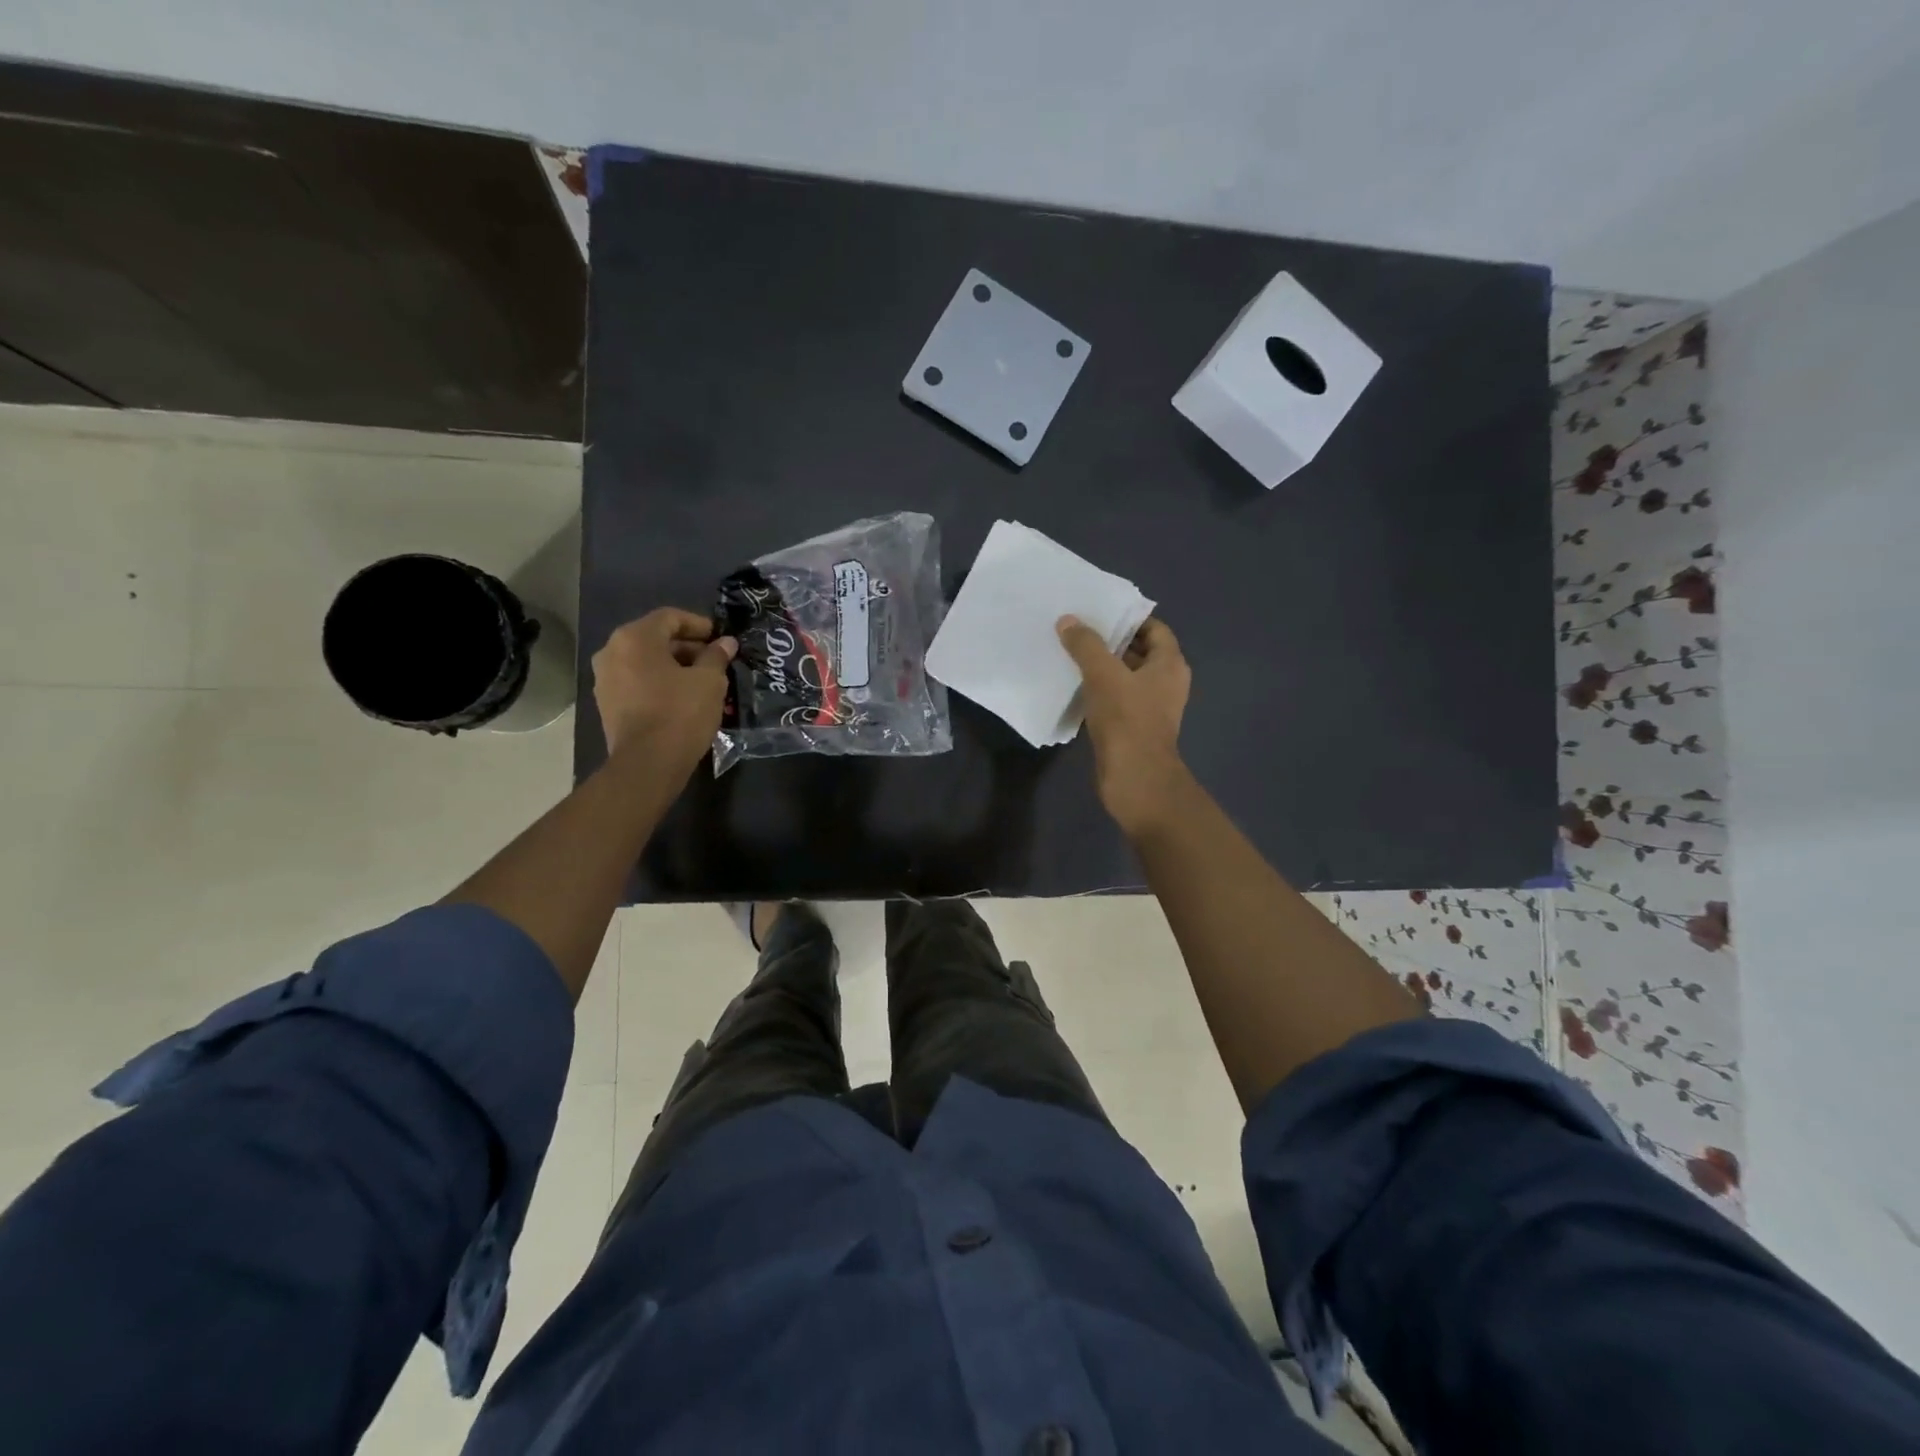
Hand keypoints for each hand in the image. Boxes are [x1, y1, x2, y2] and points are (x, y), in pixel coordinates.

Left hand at [591, 609, 736, 769]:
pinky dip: (660, 684)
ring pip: (646, 662)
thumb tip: (726, 643)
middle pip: (655, 639)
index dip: (699, 625)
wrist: (648, 763)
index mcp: (634, 638)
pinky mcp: (607, 704)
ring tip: (702, 682)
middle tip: (715, 662)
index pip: (670, 617)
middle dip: (688, 648)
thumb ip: (717, 656)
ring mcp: (605, 680)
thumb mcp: (709, 681)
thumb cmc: (680, 713)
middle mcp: (612, 652)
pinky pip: (637, 683)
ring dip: (675, 667)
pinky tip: (683, 699)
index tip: (721, 638)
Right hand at [1057, 615, 1192, 837]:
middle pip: (1138, 652)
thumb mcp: (1103, 674)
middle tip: (1077, 630)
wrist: (1134, 777)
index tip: (1098, 613)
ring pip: (1124, 678)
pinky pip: (1116, 700)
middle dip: (1110, 642)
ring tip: (1070, 655)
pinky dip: (1098, 692)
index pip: (1154, 629)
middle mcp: (1165, 683)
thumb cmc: (1127, 719)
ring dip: (1101, 668)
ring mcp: (1150, 708)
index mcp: (1169, 665)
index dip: (1128, 619)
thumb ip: (1086, 645)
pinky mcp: (1133, 728)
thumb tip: (1068, 620)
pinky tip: (1073, 688)